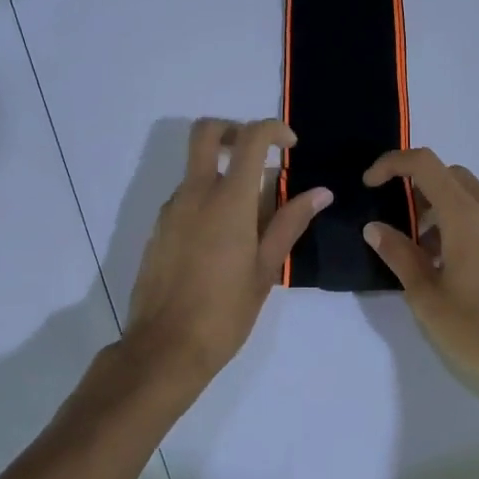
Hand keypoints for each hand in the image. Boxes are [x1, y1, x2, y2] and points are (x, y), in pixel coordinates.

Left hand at [124, 118, 331, 386]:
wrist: (164, 349)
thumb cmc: (225, 312)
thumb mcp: (266, 268)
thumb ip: (291, 223)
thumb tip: (321, 192)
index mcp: (228, 200)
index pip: (249, 138)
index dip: (272, 129)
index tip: (290, 146)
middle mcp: (194, 194)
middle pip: (206, 132)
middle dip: (233, 129)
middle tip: (258, 154)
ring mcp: (171, 210)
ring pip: (196, 168)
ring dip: (222, 171)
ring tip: (250, 217)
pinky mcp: (158, 229)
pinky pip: (185, 197)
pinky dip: (206, 198)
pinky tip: (223, 240)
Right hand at [361, 149, 478, 396]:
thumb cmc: (476, 328)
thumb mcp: (426, 295)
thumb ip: (399, 254)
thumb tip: (374, 227)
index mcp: (464, 215)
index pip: (425, 164)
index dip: (392, 164)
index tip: (369, 185)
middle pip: (447, 174)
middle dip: (416, 185)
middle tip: (395, 216)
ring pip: (465, 196)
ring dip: (436, 207)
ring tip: (415, 249)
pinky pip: (478, 218)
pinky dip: (454, 223)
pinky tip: (442, 265)